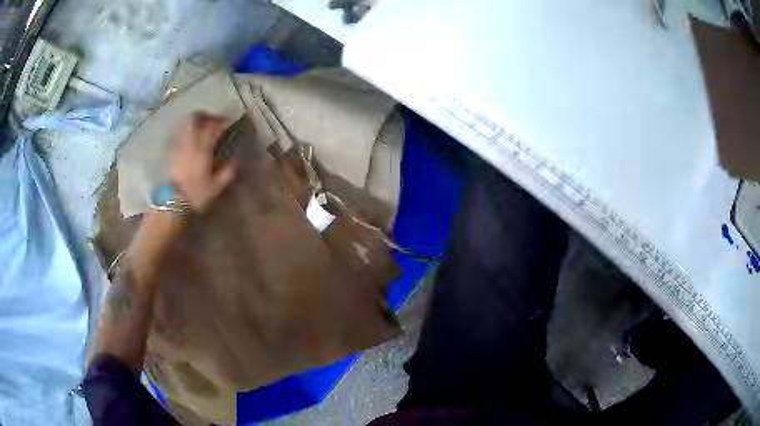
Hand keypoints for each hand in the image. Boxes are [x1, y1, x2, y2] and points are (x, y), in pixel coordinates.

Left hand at [170, 112, 236, 211]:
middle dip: (206, 117)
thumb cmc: (195, 194)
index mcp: (204, 149)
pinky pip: (180, 135)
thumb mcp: (216, 187)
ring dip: (195, 122)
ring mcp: (180, 146)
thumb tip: (236, 162)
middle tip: (213, 119)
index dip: (221, 122)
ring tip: (200, 125)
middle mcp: (191, 143)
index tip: (227, 121)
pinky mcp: (172, 152)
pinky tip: (189, 137)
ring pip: (187, 126)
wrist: (172, 201)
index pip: (213, 128)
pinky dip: (186, 131)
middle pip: (197, 121)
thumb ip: (227, 172)